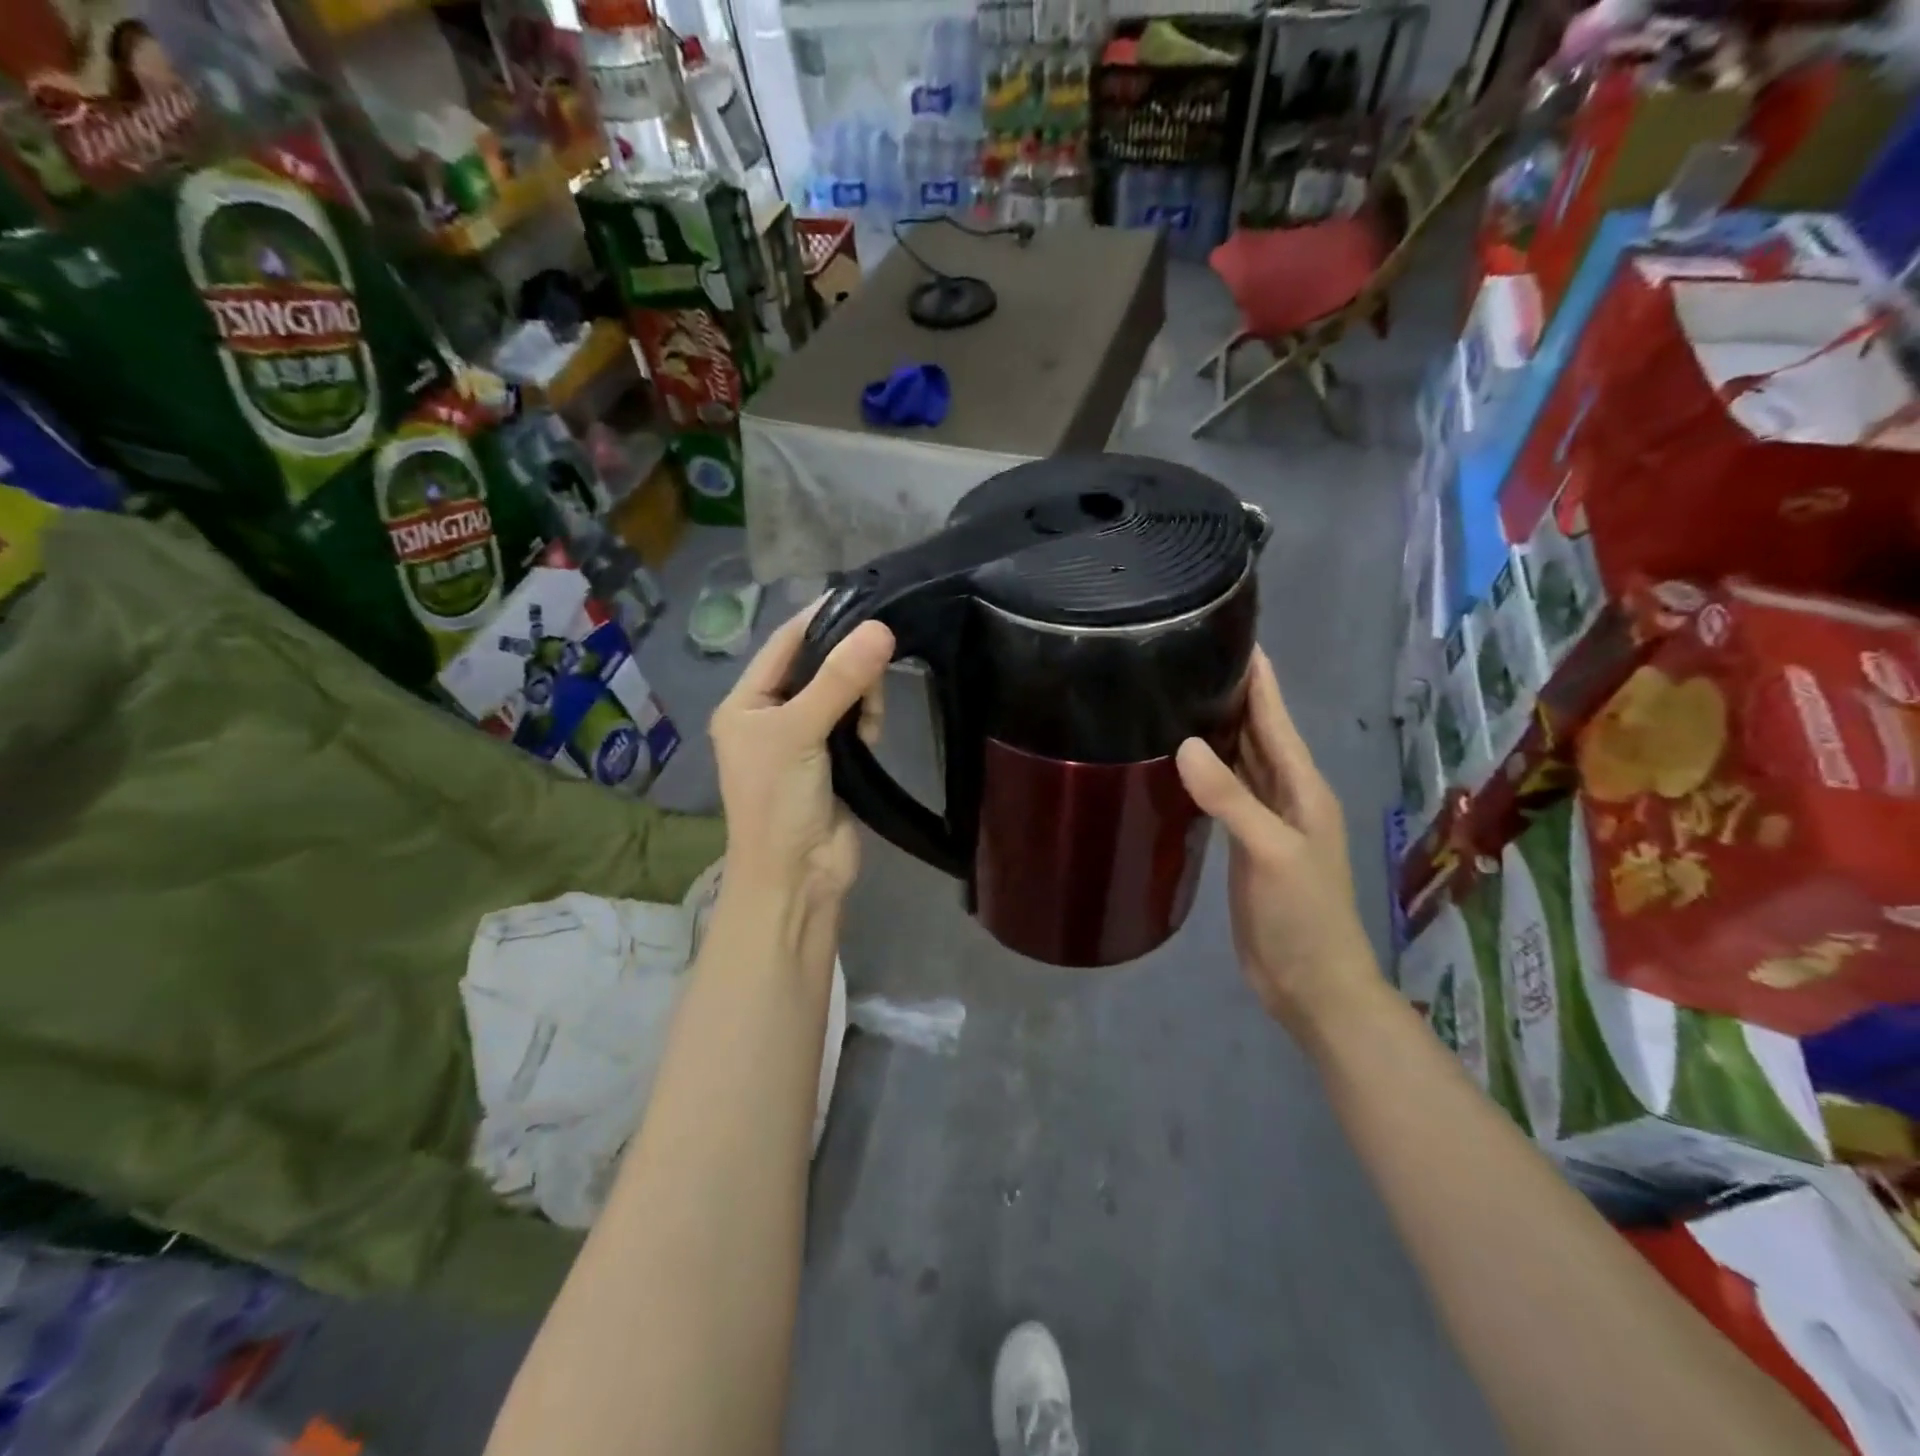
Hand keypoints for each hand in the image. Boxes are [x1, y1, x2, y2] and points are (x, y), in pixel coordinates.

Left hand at [710, 603, 893, 911]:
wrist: (797, 877)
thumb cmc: (780, 801)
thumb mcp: (800, 733)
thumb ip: (839, 680)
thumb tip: (882, 628)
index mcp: (746, 702)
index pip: (785, 642)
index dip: (821, 617)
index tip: (864, 597)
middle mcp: (772, 715)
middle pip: (818, 665)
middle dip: (848, 665)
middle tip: (875, 674)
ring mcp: (804, 738)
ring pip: (842, 692)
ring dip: (861, 697)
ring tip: (868, 723)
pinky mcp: (834, 760)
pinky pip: (855, 721)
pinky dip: (867, 721)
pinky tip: (871, 737)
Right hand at [1176, 650, 1379, 1033]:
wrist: (1311, 984)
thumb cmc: (1304, 917)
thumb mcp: (1271, 853)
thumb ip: (1231, 799)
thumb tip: (1184, 745)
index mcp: (1303, 788)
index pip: (1276, 719)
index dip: (1258, 679)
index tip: (1233, 635)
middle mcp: (1286, 795)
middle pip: (1257, 733)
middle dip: (1231, 695)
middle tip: (1187, 659)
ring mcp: (1265, 821)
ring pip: (1238, 762)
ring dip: (1215, 731)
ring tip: (1176, 698)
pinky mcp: (1244, 845)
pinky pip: (1223, 795)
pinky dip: (1204, 773)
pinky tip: (1177, 762)